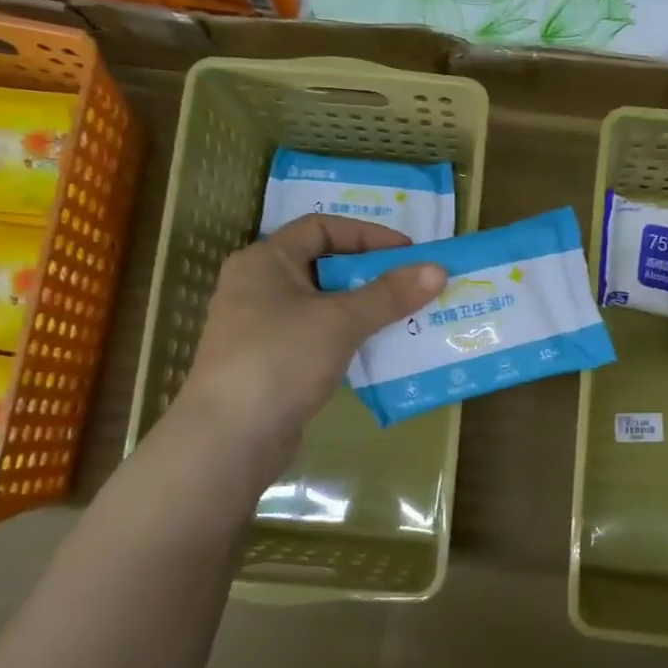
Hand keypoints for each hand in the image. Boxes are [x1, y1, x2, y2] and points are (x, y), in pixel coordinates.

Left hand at [173, 215, 444, 461]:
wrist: (230, 439)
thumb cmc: (280, 360)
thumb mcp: (340, 321)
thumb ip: (389, 294)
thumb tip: (437, 270)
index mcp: (264, 262)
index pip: (320, 228)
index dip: (367, 234)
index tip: (408, 252)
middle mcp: (258, 288)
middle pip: (323, 267)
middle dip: (371, 275)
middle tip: (414, 285)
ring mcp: (262, 329)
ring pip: (323, 307)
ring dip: (364, 310)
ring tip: (407, 318)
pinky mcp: (271, 365)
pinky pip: (318, 339)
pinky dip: (349, 339)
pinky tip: (380, 352)